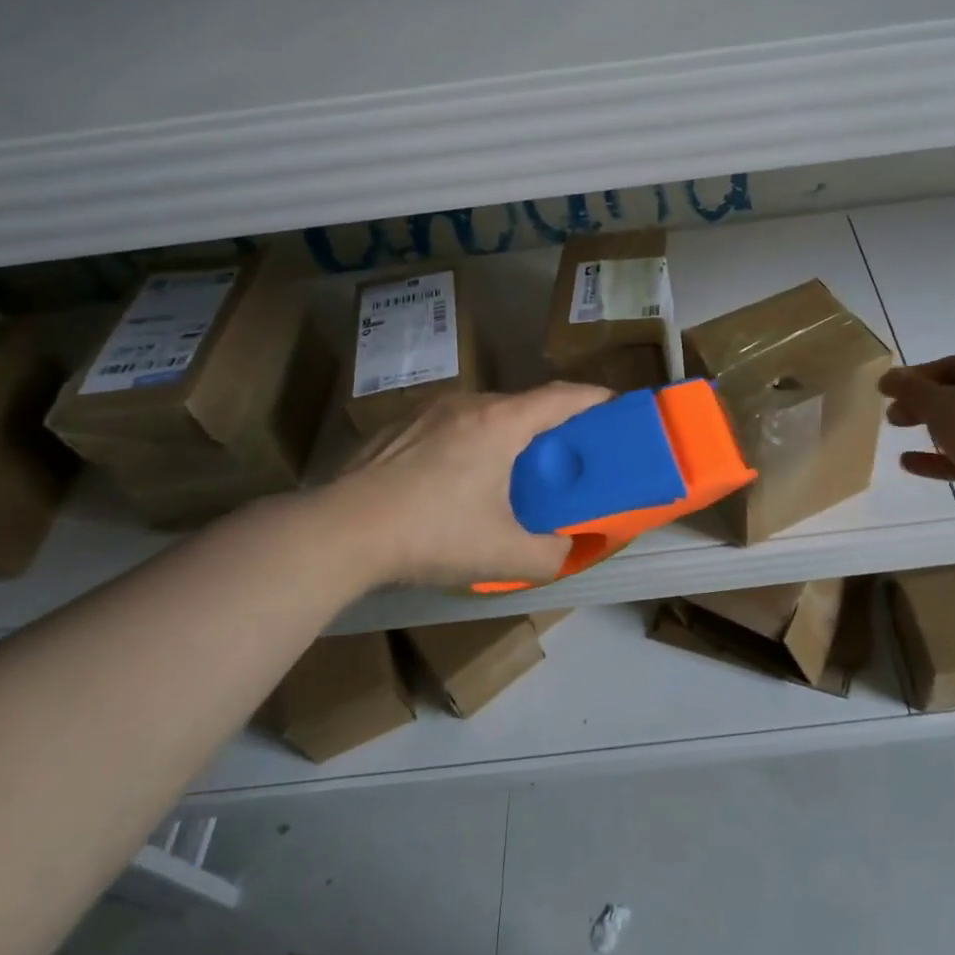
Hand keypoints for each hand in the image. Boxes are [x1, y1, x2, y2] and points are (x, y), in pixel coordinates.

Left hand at [321, 384, 610, 587]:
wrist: (339, 532)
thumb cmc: (432, 534)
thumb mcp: (503, 556)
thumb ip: (550, 555)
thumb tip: (567, 549)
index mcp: (500, 423)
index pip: (561, 397)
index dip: (593, 398)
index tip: (614, 405)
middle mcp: (467, 404)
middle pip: (522, 404)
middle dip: (549, 424)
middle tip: (560, 456)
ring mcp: (426, 411)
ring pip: (482, 413)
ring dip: (504, 432)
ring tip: (507, 469)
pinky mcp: (396, 426)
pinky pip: (448, 424)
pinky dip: (466, 441)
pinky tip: (452, 478)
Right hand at [880, 350, 954, 537]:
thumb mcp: (938, 402)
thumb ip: (909, 389)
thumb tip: (887, 378)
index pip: (953, 365)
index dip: (916, 377)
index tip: (888, 390)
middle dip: (922, 404)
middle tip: (892, 415)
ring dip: (931, 430)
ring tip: (896, 432)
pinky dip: (941, 458)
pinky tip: (908, 463)